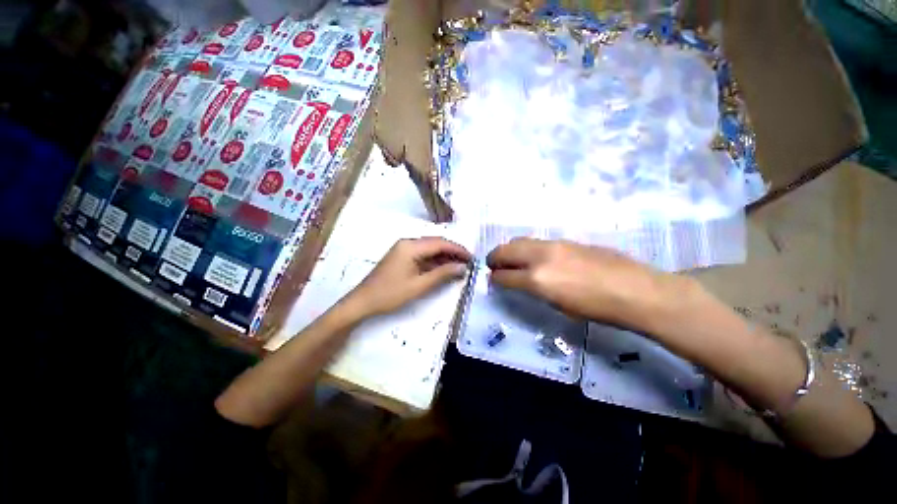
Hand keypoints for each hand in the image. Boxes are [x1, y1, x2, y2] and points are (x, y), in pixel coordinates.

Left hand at [345, 237, 471, 317]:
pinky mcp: (402, 256)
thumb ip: (442, 274)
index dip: (458, 249)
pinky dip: (434, 261)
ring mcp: (404, 249)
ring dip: (444, 256)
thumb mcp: (419, 285)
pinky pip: (422, 255)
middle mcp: (408, 243)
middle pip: (435, 243)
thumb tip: (462, 267)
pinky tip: (444, 268)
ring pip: (430, 249)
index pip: (440, 243)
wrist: (363, 302)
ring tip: (459, 266)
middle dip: (452, 252)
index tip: (472, 257)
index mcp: (411, 246)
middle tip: (468, 262)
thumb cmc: (390, 294)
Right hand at [486, 238, 694, 331]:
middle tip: (493, 264)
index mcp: (537, 279)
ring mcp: (554, 244)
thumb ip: (533, 289)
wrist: (635, 290)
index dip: (495, 278)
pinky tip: (535, 257)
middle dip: (495, 257)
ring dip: (510, 249)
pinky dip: (528, 248)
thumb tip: (520, 282)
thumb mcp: (558, 305)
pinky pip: (537, 242)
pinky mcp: (566, 240)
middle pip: (506, 250)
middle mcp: (540, 257)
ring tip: (511, 258)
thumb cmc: (596, 308)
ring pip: (520, 241)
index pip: (504, 275)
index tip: (493, 279)